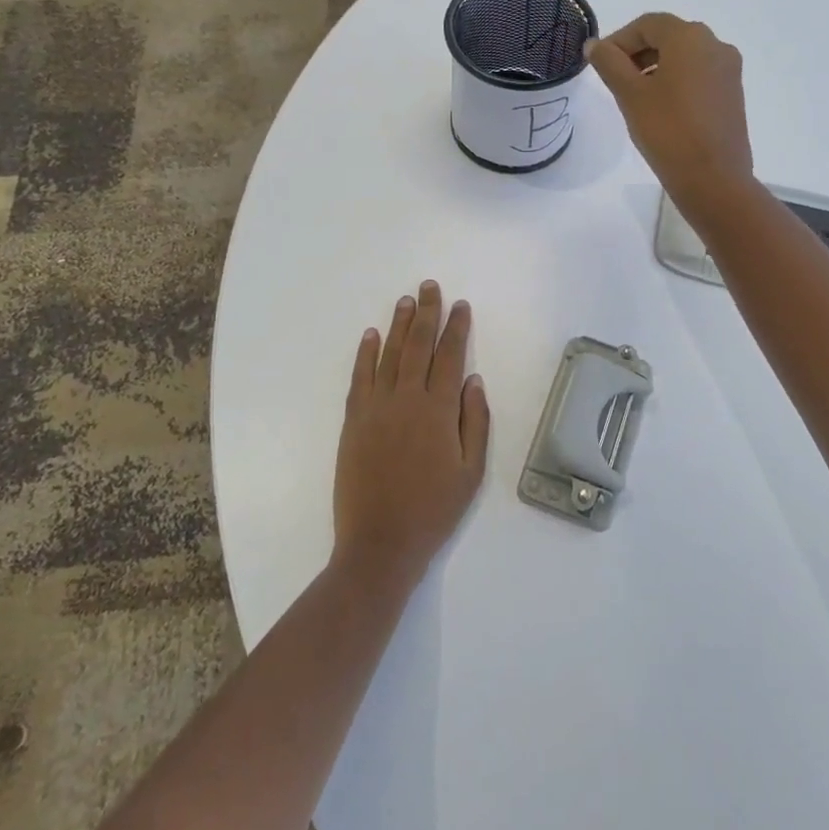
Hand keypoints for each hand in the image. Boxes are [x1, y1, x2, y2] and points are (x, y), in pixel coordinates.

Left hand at [332, 282, 490, 587]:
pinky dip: (365, 354)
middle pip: (418, 346)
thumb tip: (473, 380)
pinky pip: (360, 377)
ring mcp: (376, 408)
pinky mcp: (353, 420)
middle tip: (429, 286)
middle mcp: (406, 399)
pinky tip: (370, 335)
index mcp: (439, 411)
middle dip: (427, 313)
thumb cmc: (433, 510)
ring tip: (406, 301)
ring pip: (389, 354)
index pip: (450, 356)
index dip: (456, 328)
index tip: (461, 305)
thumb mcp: (471, 471)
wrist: (380, 543)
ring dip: (398, 325)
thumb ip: (475, 422)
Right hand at [585, 13, 754, 218]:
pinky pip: (699, 75)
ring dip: (656, 66)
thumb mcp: (630, 94)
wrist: (713, 179)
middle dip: (638, 52)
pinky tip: (660, 108)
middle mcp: (716, 45)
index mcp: (690, 38)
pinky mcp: (733, 94)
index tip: (600, 64)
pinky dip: (676, 81)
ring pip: (685, 57)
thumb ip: (609, 63)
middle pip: (669, 36)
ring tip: (634, 96)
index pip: (648, 24)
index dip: (619, 40)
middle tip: (614, 79)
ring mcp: (729, 70)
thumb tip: (595, 45)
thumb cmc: (667, 130)